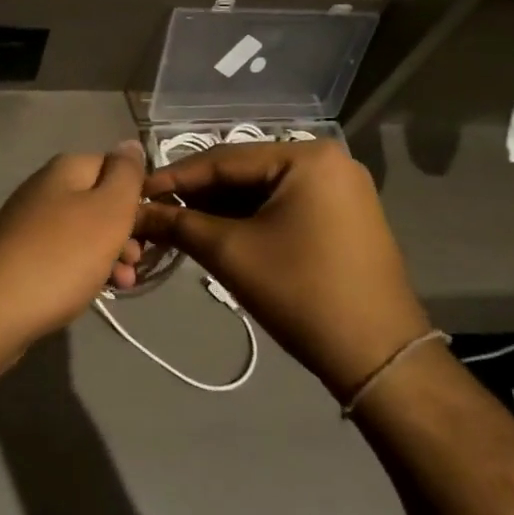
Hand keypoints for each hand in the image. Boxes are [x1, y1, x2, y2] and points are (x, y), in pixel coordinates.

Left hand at [0, 142, 146, 360]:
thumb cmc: (60, 257)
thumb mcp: (107, 211)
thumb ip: (125, 175)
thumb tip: (130, 143)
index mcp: (65, 170)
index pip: (114, 166)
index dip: (138, 194)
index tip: (155, 225)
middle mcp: (44, 188)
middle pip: (99, 201)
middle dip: (126, 230)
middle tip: (139, 260)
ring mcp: (29, 223)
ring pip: (84, 232)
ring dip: (110, 254)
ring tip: (125, 284)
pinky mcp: (20, 255)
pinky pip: (64, 254)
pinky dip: (84, 269)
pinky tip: (95, 291)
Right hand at [133, 139, 428, 397]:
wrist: (379, 358)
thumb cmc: (301, 293)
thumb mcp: (230, 253)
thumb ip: (178, 224)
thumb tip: (134, 212)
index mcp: (307, 156)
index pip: (224, 159)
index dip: (174, 177)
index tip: (135, 192)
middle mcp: (328, 160)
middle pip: (244, 172)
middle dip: (198, 195)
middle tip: (153, 210)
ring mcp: (341, 189)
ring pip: (262, 190)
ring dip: (220, 208)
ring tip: (176, 223)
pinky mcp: (344, 216)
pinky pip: (284, 206)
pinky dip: (249, 218)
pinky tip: (215, 231)